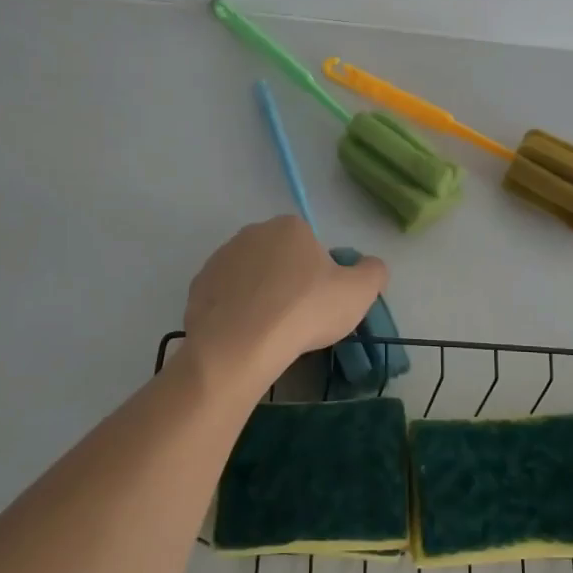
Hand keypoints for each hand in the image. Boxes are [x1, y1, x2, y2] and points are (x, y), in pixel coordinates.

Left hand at [182, 216, 388, 395]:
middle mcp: (252, 233)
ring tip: (270, 331)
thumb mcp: (359, 293)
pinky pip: (226, 296)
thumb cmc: (305, 311)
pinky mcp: (199, 286)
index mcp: (290, 227)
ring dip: (260, 296)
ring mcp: (221, 258)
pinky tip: (245, 336)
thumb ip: (373, 272)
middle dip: (288, 282)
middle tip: (298, 318)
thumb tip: (371, 266)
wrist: (240, 345)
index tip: (321, 302)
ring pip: (251, 277)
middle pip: (279, 258)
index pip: (311, 245)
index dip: (319, 274)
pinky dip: (236, 312)